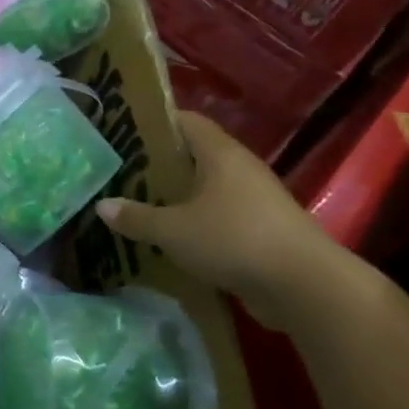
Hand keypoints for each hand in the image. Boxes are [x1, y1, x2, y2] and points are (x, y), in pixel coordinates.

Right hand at [96, 110, 341, 332]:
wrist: (306, 288)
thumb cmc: (234, 240)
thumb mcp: (173, 230)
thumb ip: (136, 217)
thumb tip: (102, 206)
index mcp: (220, 154)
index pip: (185, 121)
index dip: (154, 121)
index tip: (122, 129)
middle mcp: (240, 169)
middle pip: (194, 155)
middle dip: (159, 162)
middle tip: (121, 170)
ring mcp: (255, 201)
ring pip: (206, 189)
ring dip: (177, 196)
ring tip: (139, 203)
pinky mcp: (262, 231)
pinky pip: (220, 217)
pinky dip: (195, 222)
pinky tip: (170, 237)